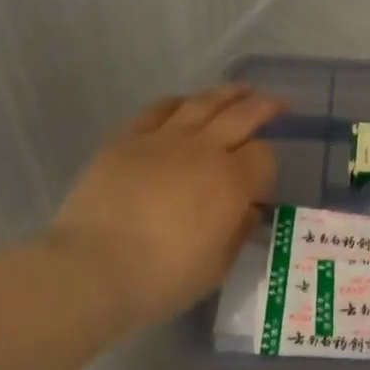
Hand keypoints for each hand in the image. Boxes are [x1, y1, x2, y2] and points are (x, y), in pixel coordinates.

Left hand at [46, 84, 281, 333]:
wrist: (91, 269)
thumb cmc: (160, 279)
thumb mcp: (216, 268)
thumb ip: (238, 233)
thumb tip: (247, 210)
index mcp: (232, 181)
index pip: (264, 156)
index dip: (268, 165)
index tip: (261, 182)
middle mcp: (204, 149)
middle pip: (243, 115)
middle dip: (265, 106)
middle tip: (279, 103)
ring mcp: (164, 138)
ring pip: (205, 102)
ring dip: (229, 93)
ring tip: (242, 90)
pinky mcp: (128, 138)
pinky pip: (160, 108)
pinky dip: (180, 102)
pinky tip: (187, 103)